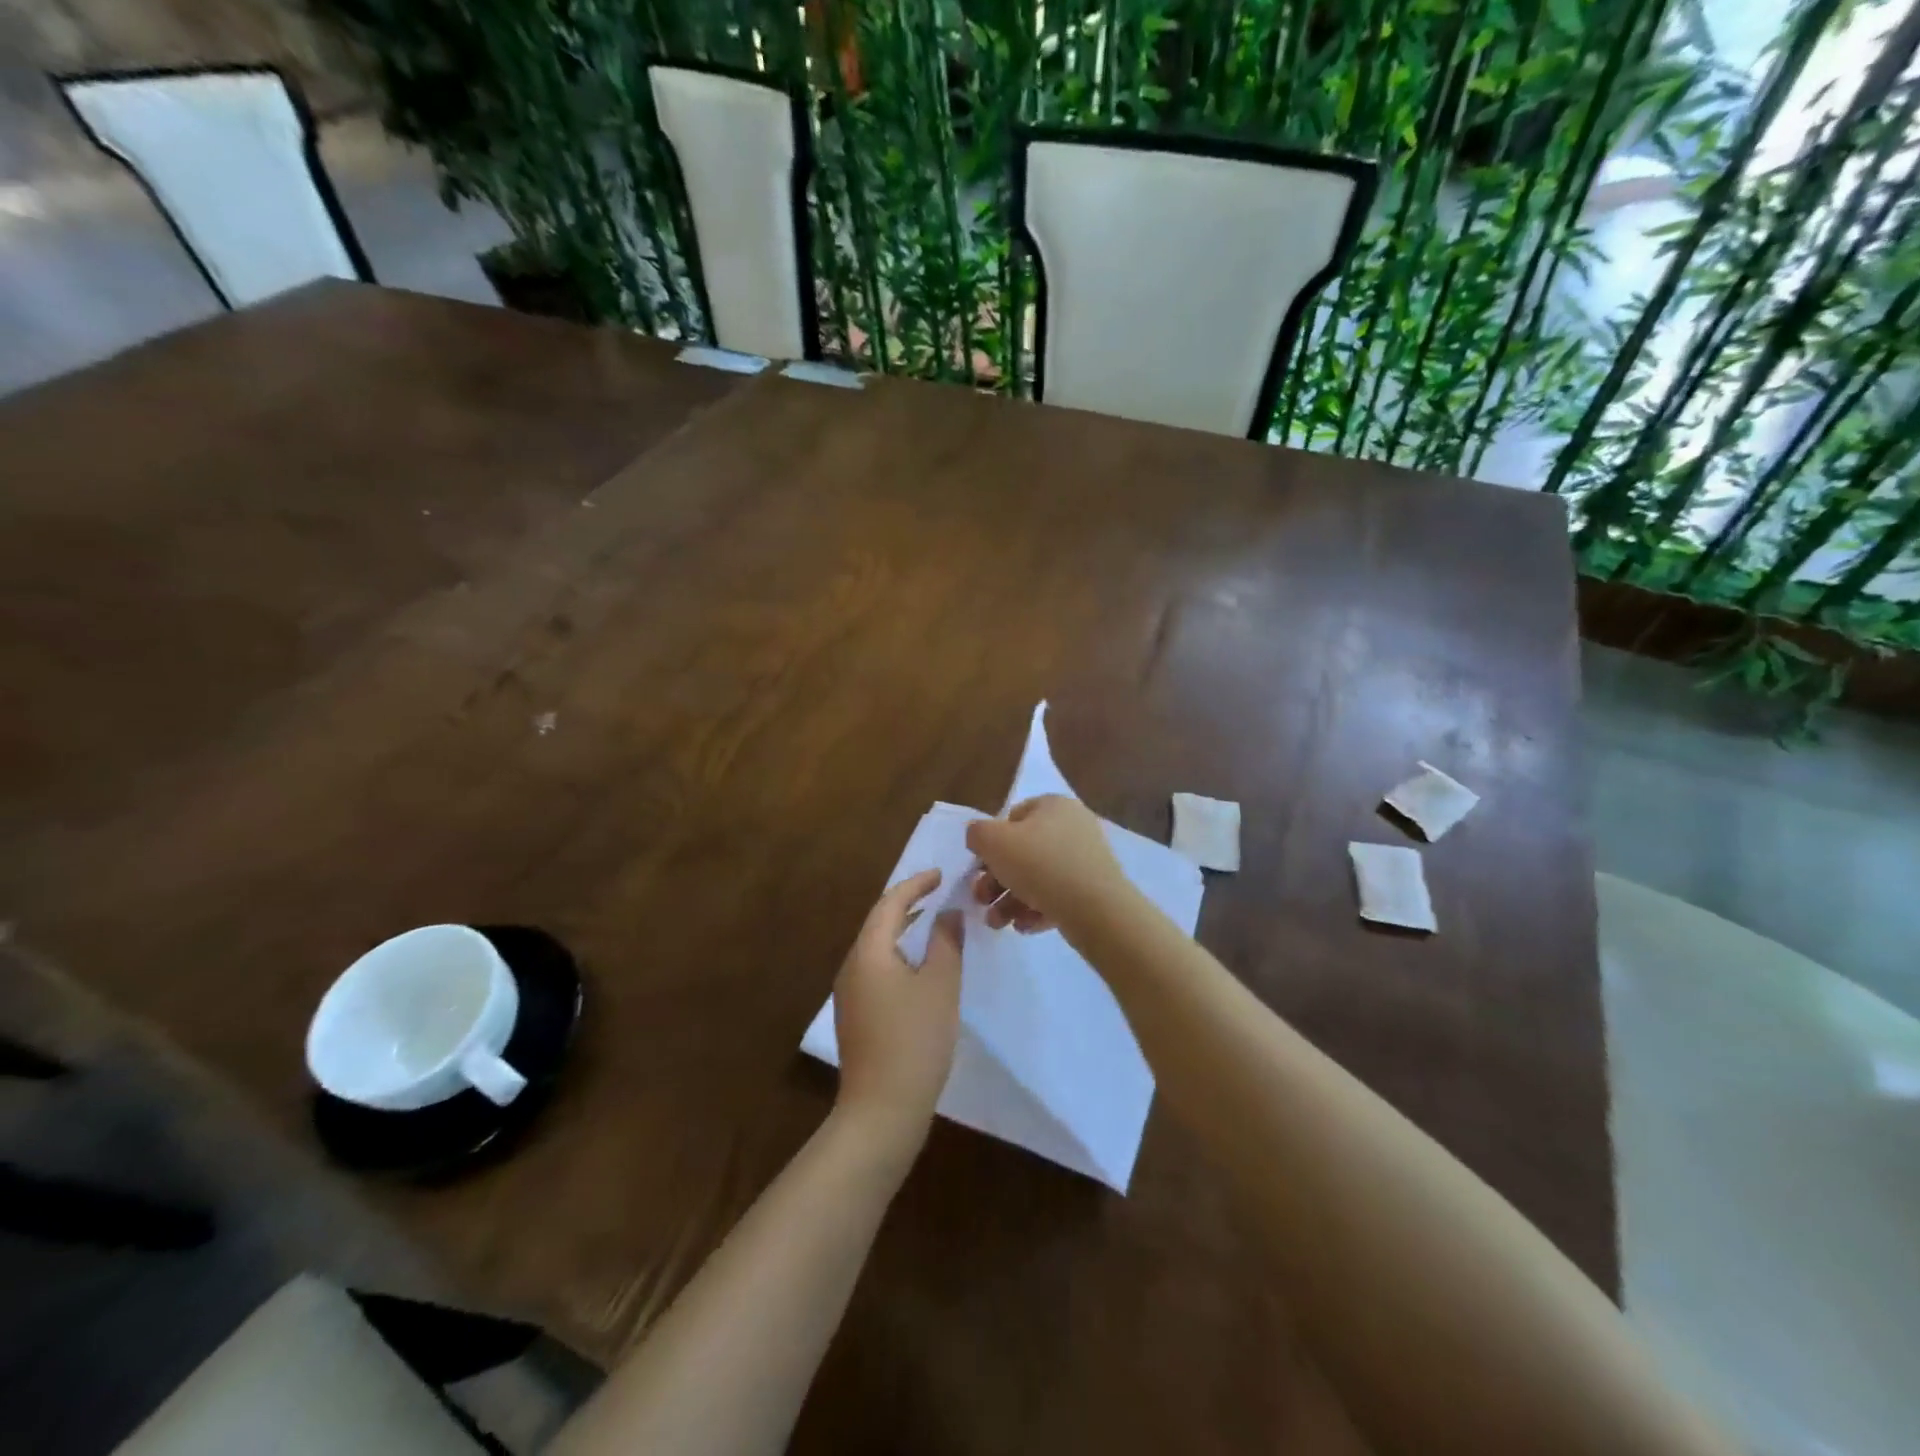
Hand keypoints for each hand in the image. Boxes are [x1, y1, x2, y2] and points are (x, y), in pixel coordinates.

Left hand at [831, 869, 963, 1152]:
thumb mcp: (940, 985)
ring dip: (903, 930)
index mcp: (868, 951)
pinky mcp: (854, 1015)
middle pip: (878, 922)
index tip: (940, 875)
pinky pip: (875, 968)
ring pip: (876, 946)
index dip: (916, 884)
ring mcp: (849, 993)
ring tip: (932, 923)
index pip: (890, 903)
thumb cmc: (915, 1040)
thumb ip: (946, 942)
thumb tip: (948, 913)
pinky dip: (897, 954)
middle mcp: (851, 965)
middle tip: (939, 893)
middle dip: (908, 904)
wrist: (881, 1110)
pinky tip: (918, 966)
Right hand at [966, 795, 1129, 934]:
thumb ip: (977, 833)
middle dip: (996, 880)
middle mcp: (1073, 826)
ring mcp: (1086, 859)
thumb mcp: (993, 841)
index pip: (1012, 817)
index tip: (979, 868)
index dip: (991, 843)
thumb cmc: (1040, 865)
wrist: (1096, 909)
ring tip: (998, 923)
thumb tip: (978, 836)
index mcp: (1053, 805)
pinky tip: (1024, 927)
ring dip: (1010, 900)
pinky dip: (1036, 909)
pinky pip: (1057, 896)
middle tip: (981, 900)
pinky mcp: (1094, 889)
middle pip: (1023, 852)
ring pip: (1037, 878)